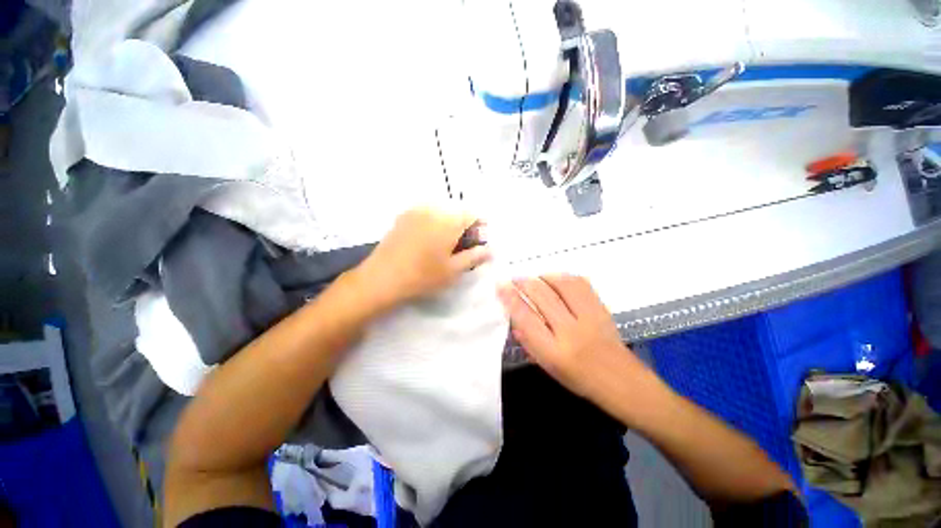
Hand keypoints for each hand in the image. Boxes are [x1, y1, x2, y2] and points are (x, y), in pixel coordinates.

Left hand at [355, 207, 491, 313]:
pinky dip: (434, 222)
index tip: (478, 242)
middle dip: (464, 225)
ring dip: (449, 223)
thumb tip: (490, 250)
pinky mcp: (403, 216)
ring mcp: (416, 210)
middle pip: (457, 211)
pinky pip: (426, 213)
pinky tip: (428, 240)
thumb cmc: (423, 276)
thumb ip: (475, 257)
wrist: (382, 278)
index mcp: (449, 220)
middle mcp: (433, 209)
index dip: (480, 226)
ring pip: (441, 211)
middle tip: (462, 246)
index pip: (473, 214)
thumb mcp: (454, 270)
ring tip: (446, 244)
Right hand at [497, 274, 648, 399]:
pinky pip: (580, 283)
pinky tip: (556, 280)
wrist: (621, 381)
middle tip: (515, 279)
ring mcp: (589, 317)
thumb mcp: (547, 365)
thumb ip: (527, 340)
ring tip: (535, 278)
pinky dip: (564, 277)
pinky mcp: (601, 308)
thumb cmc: (578, 378)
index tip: (500, 286)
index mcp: (553, 351)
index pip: (526, 317)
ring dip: (543, 277)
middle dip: (524, 282)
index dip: (510, 298)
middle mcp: (570, 331)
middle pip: (542, 296)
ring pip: (562, 284)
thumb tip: (514, 314)